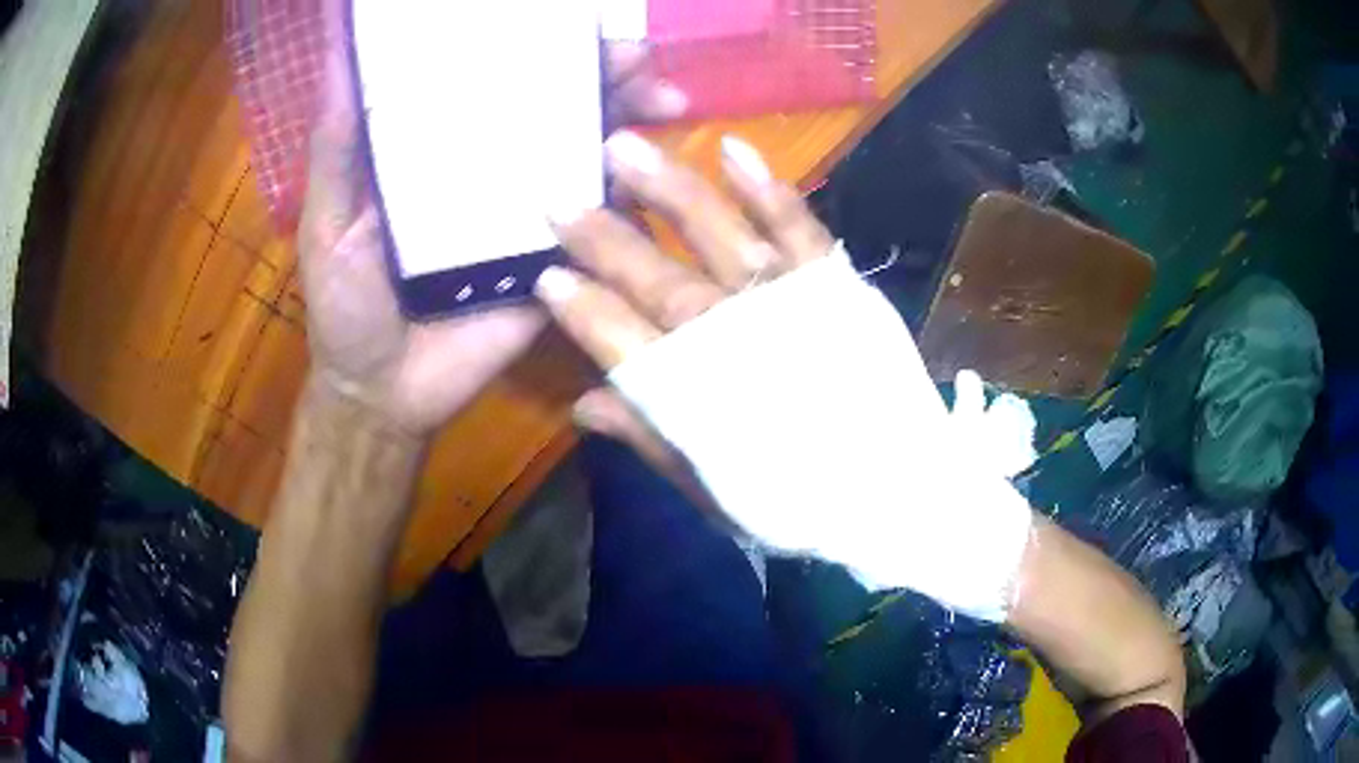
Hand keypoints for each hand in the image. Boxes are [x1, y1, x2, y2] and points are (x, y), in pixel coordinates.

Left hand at [299, 2, 687, 437]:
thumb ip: (336, 146)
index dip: (530, 46)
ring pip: (586, 153)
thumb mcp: (329, 220)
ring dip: (630, 121)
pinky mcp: (553, 260)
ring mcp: (528, 213)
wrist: (386, 391)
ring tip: (664, 98)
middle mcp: (491, 169)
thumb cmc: (346, 304)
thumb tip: (340, 56)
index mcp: (439, 148)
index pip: (491, 81)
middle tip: (637, 56)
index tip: (570, 21)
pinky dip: (631, 195)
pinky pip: (597, 221)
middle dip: (601, 74)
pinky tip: (659, 174)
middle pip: (553, 108)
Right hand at [536, 132, 1033, 621]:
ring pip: (712, 234)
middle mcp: (729, 335)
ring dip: (666, 189)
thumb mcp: (712, 487)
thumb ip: (648, 438)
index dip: (579, 307)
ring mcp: (784, 301)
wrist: (894, 490)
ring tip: (623, 148)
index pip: (616, 338)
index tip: (545, 274)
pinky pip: (796, 225)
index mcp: (692, 392)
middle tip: (559, 195)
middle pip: (652, 277)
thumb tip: (583, 406)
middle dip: (600, 235)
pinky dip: (765, 187)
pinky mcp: (833, 282)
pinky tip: (732, 149)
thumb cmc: (798, 500)